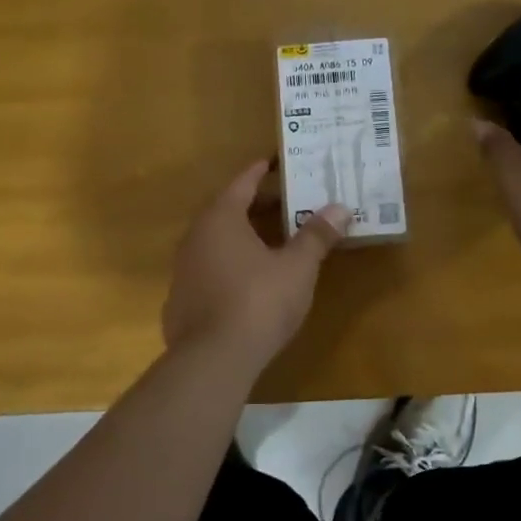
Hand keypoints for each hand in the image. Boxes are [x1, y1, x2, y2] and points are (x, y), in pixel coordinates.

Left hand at [162, 160, 350, 367]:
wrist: (212, 360)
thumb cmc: (258, 301)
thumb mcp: (297, 267)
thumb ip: (316, 235)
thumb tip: (340, 208)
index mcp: (221, 218)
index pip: (242, 182)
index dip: (260, 170)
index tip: (275, 160)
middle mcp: (196, 236)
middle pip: (228, 210)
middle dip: (257, 205)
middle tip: (286, 201)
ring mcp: (183, 269)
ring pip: (216, 241)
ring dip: (242, 236)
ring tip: (271, 240)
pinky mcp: (180, 300)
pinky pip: (208, 269)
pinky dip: (229, 264)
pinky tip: (247, 281)